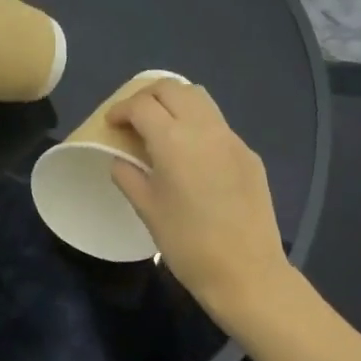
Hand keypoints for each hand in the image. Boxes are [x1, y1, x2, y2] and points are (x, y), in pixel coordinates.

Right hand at [107, 80, 292, 321]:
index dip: (120, 109)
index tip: (111, 124)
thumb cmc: (187, 244)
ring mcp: (232, 139)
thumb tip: (121, 160)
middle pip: (172, 88)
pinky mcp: (249, 155)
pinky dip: (197, 125)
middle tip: (133, 118)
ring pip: (200, 98)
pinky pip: (218, 125)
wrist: (246, 271)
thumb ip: (129, 176)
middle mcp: (204, 129)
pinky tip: (191, 154)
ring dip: (175, 102)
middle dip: (147, 96)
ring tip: (160, 126)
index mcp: (173, 141)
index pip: (141, 105)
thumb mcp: (147, 210)